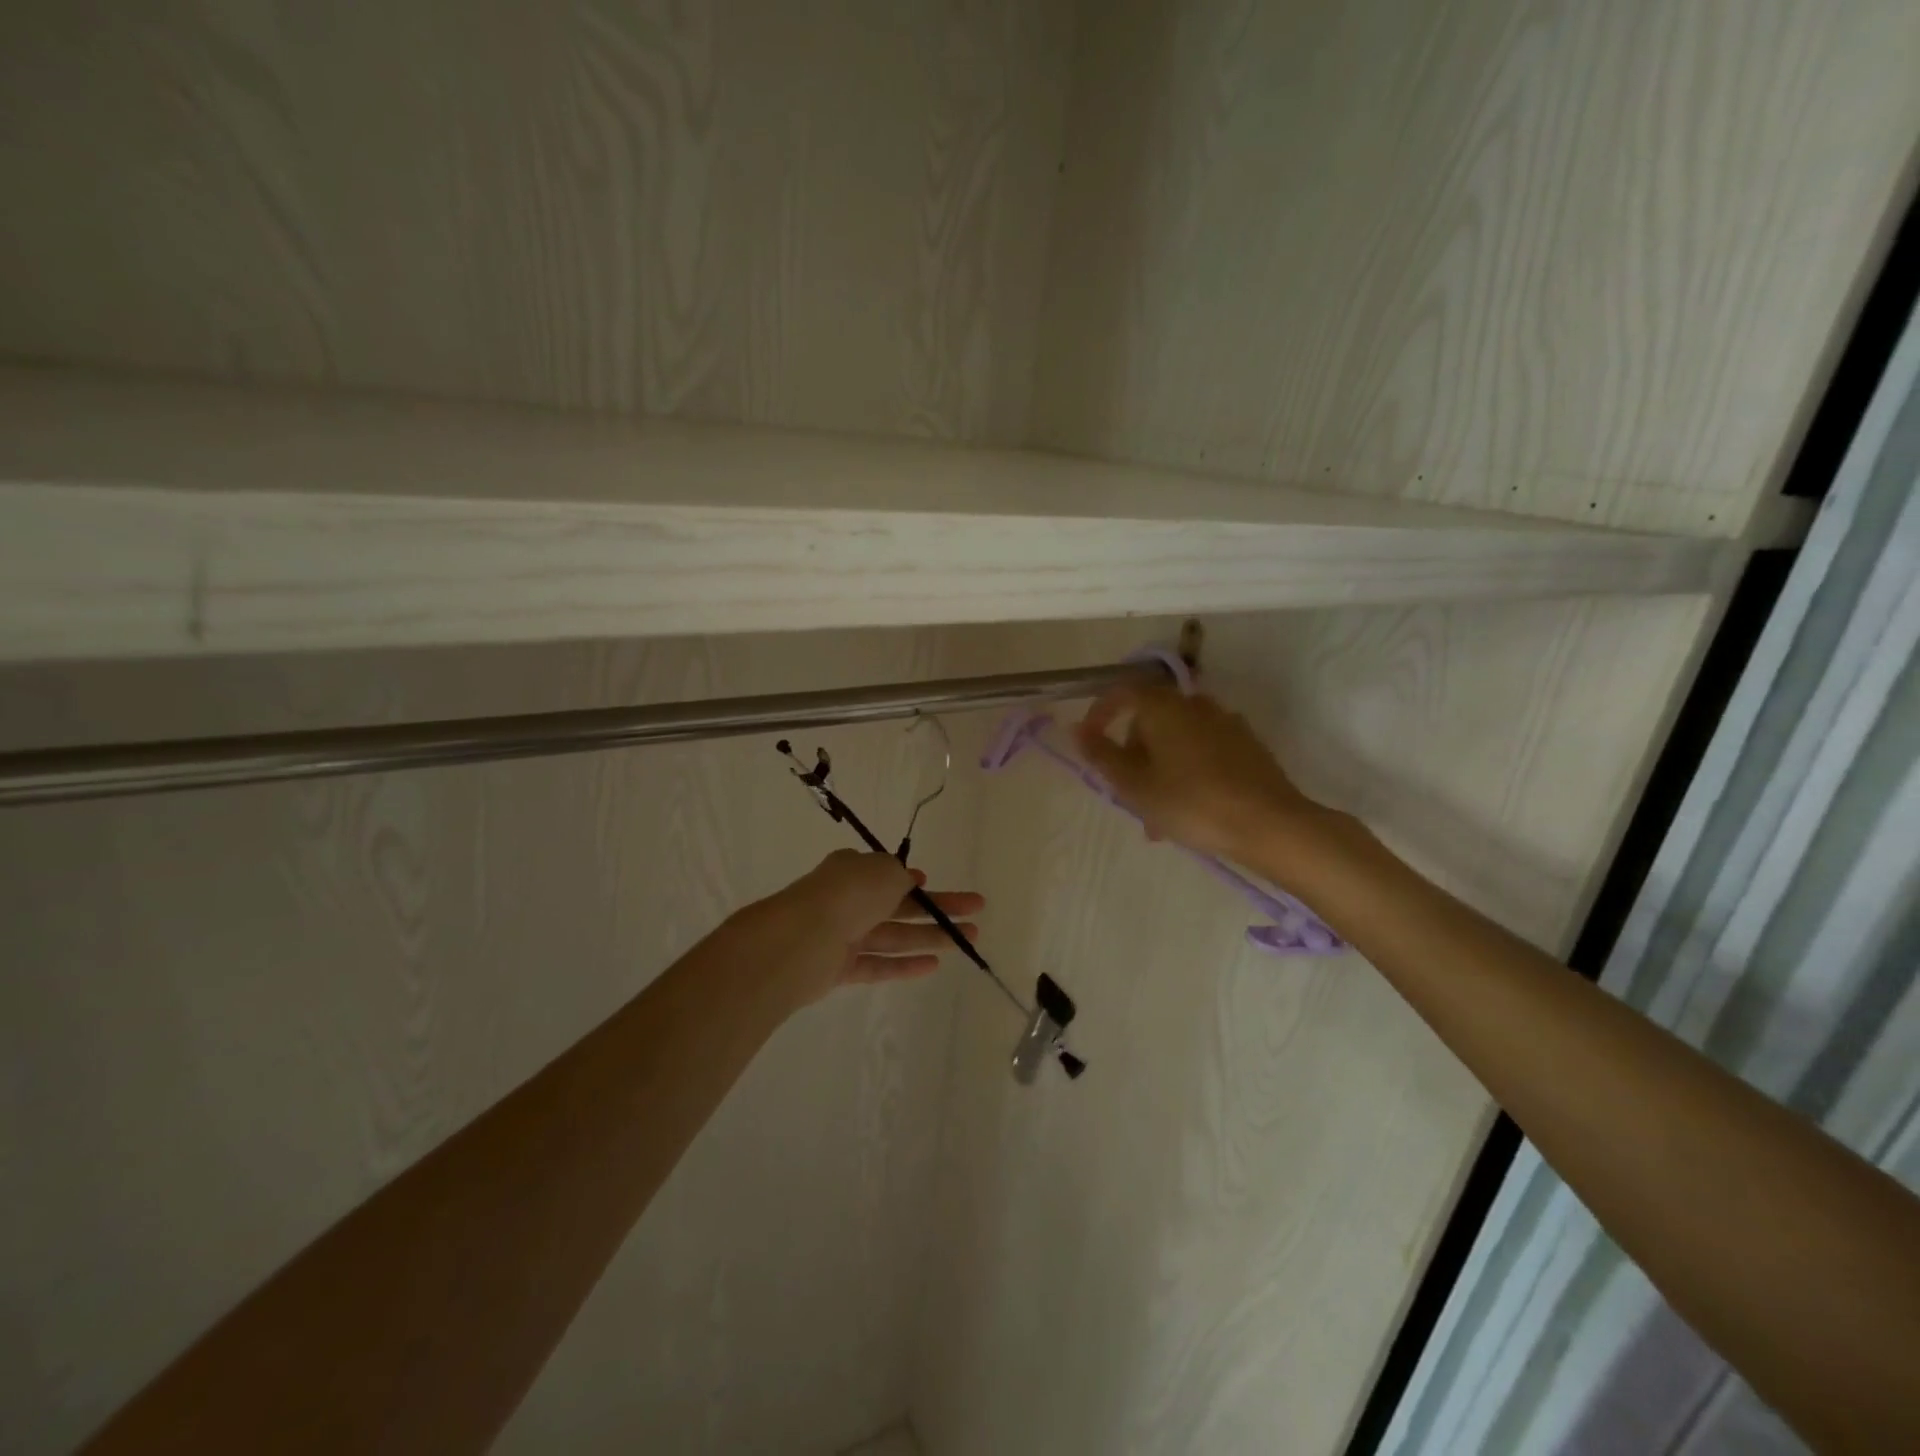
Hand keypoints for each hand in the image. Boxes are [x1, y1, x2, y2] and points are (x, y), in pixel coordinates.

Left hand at [741, 850, 984, 1009]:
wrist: (802, 939)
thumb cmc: (849, 894)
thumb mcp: (885, 870)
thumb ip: (900, 875)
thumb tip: (906, 881)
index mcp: (853, 870)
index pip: (889, 874)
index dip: (914, 880)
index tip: (933, 883)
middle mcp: (848, 900)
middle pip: (900, 905)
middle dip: (938, 909)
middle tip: (976, 913)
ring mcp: (844, 935)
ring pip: (894, 935)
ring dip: (930, 937)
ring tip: (968, 940)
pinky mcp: (841, 968)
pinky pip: (879, 963)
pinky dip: (905, 964)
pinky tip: (934, 965)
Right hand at [1074, 683, 1320, 860]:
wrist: (1270, 825)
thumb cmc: (1191, 803)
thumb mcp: (1135, 786)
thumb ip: (1103, 756)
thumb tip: (1078, 730)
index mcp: (1164, 707)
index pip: (1122, 692)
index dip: (1100, 713)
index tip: (1089, 742)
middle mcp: (1195, 705)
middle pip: (1150, 719)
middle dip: (1133, 754)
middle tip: (1127, 795)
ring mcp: (1226, 723)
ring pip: (1176, 741)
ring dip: (1159, 770)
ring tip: (1157, 816)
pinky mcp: (1247, 746)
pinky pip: (1203, 751)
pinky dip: (1187, 772)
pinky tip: (1189, 810)